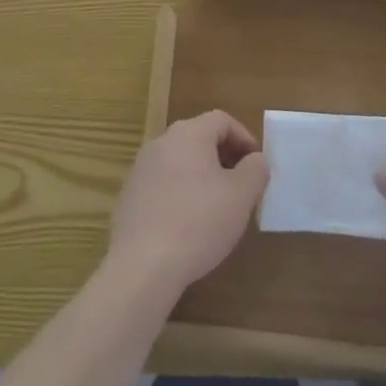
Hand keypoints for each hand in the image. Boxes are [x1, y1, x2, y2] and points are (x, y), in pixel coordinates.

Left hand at [109, 111, 267, 298]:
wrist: (142, 265)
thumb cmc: (198, 223)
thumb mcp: (241, 196)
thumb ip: (255, 170)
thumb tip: (255, 160)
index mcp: (188, 134)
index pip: (222, 120)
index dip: (244, 138)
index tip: (256, 166)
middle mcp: (161, 143)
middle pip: (199, 138)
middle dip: (224, 157)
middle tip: (241, 186)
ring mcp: (141, 169)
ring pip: (180, 161)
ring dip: (202, 176)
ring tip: (218, 207)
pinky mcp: (129, 196)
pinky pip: (163, 184)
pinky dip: (181, 194)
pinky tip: (189, 225)